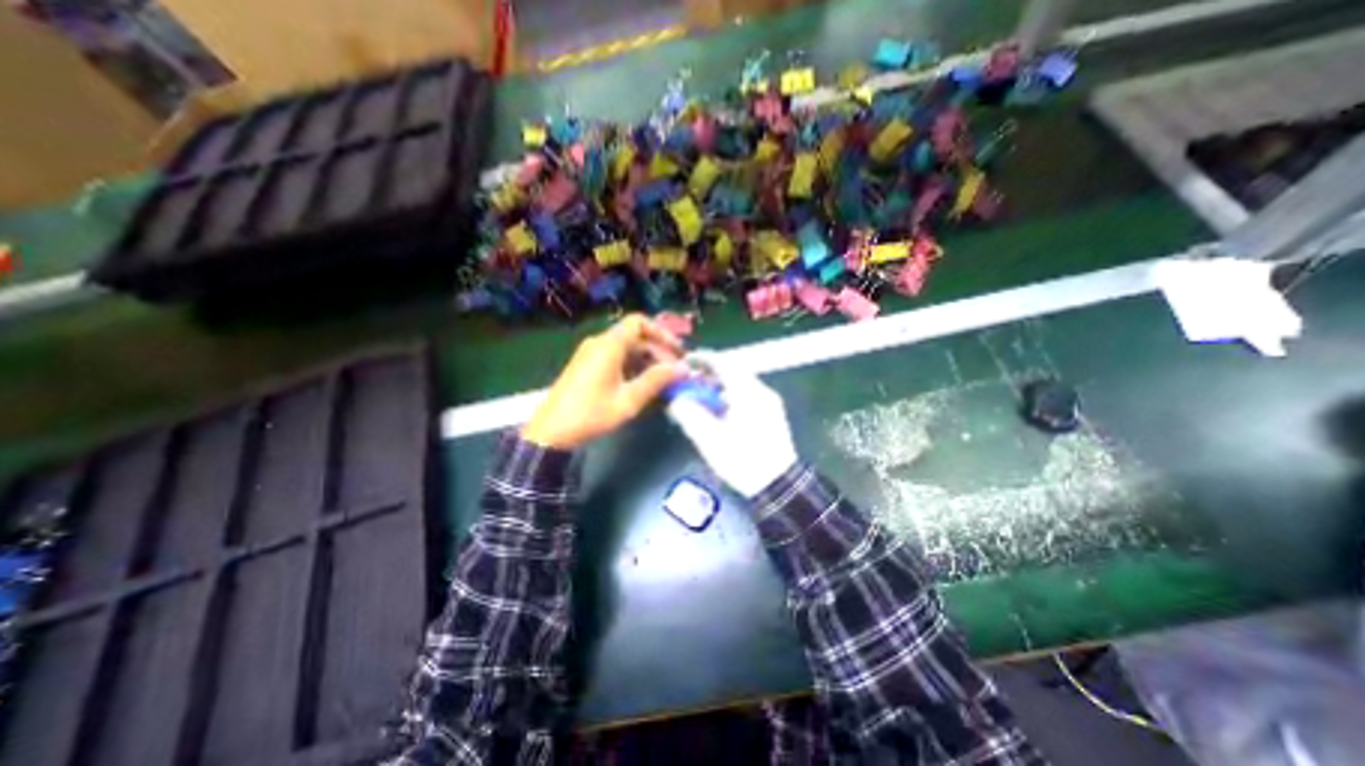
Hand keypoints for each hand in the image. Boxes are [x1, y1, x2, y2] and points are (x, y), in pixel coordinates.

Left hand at [524, 315, 694, 447]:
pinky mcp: (587, 365)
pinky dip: (632, 366)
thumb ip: (656, 381)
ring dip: (646, 360)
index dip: (661, 333)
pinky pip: (615, 357)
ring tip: (662, 381)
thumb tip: (683, 369)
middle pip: (635, 336)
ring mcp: (591, 354)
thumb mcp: (628, 400)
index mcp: (609, 345)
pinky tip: (642, 384)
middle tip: (675, 372)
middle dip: (658, 351)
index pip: (639, 323)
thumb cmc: (591, 414)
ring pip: (626, 348)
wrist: (550, 432)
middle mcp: (599, 343)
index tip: (677, 352)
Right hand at [665, 355, 795, 499]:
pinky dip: (730, 397)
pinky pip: (747, 396)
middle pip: (732, 372)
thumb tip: (675, 400)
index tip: (685, 362)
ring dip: (719, 387)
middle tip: (690, 383)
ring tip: (701, 399)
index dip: (702, 360)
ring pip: (740, 385)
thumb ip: (689, 415)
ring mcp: (769, 403)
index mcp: (747, 392)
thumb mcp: (710, 439)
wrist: (778, 485)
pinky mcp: (772, 415)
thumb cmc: (743, 460)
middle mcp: (761, 391)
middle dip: (709, 375)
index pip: (723, 363)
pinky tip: (719, 413)